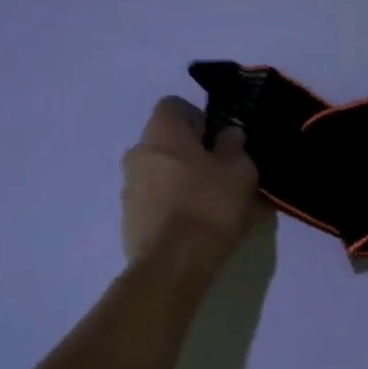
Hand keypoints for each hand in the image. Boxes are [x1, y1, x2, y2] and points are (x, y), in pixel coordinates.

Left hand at [121, 97, 265, 264]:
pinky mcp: (129, 220)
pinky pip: (154, 203)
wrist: (174, 263)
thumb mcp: (239, 170)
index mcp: (162, 132)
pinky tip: (195, 227)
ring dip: (180, 182)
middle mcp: (137, 153)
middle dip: (189, 154)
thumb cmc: (209, 204)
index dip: (197, 118)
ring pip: (159, 174)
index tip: (217, 140)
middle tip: (219, 174)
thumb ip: (234, 146)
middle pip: (165, 142)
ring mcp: (128, 188)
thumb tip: (228, 136)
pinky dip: (171, 207)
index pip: (174, 106)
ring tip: (210, 206)